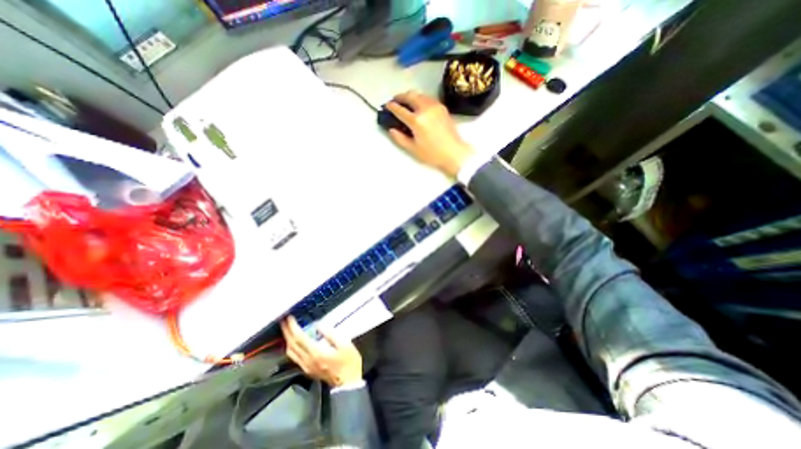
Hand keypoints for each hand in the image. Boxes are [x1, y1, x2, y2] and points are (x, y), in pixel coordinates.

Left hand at [279, 315, 359, 385]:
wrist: (348, 384)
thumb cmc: (348, 362)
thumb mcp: (345, 344)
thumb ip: (330, 333)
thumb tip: (318, 325)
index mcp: (316, 353)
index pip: (299, 338)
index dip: (293, 327)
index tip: (289, 317)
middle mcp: (308, 360)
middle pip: (292, 345)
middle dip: (286, 332)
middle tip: (284, 321)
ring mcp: (306, 366)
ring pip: (291, 352)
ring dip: (287, 339)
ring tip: (287, 329)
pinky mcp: (308, 370)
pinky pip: (295, 357)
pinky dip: (292, 347)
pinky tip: (294, 342)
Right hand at [385, 90, 470, 177]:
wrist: (454, 152)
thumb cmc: (432, 154)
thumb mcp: (413, 149)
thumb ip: (400, 138)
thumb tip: (391, 129)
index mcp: (417, 121)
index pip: (400, 110)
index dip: (391, 107)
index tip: (387, 106)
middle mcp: (425, 109)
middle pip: (410, 96)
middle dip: (400, 97)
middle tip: (395, 101)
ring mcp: (435, 106)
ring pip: (419, 94)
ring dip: (411, 96)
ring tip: (406, 102)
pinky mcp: (442, 107)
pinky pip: (428, 98)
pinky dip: (420, 98)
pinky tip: (419, 106)